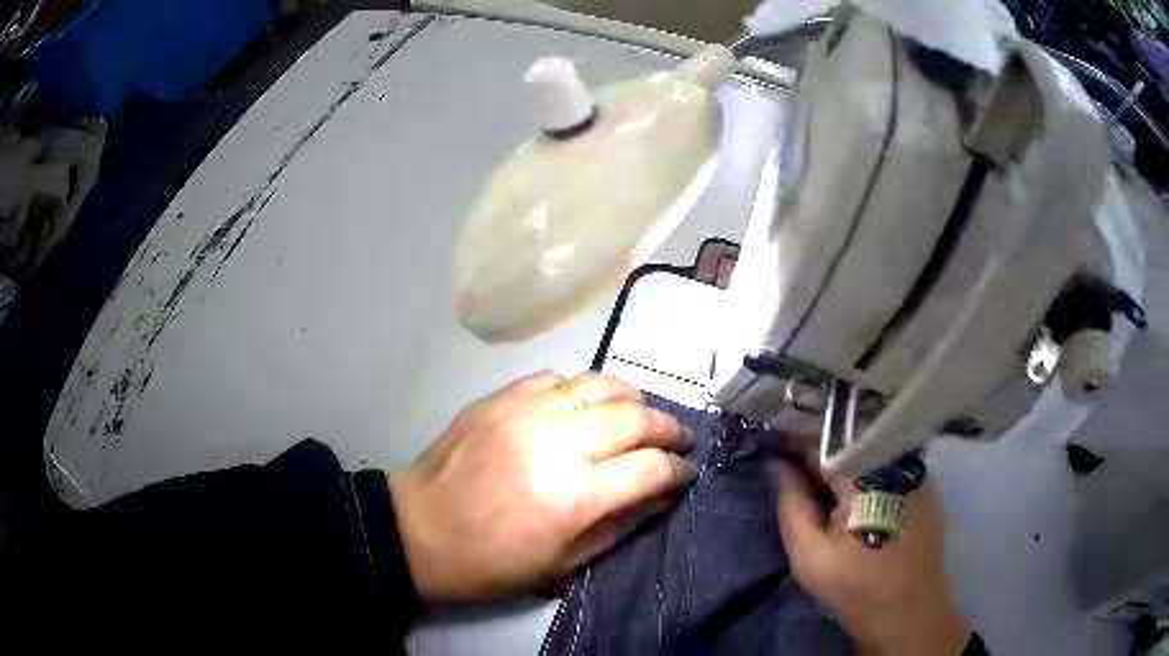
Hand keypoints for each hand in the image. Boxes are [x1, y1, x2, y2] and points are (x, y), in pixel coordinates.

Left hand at [388, 371, 696, 602]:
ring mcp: (524, 411)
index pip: (649, 468)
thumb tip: (662, 494)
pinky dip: (581, 389)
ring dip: (632, 399)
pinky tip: (584, 406)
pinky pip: (555, 378)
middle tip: (679, 438)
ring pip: (599, 384)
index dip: (678, 469)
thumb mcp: (563, 564)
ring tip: (642, 413)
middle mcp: (555, 442)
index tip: (688, 471)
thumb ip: (621, 525)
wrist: (417, 531)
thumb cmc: (490, 563)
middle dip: (667, 428)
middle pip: (633, 418)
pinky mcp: (499, 397)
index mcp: (573, 496)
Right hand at [772, 437, 968, 655]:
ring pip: (871, 452)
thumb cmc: (855, 588)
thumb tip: (775, 464)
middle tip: (790, 465)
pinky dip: (868, 472)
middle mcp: (896, 461)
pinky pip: (890, 466)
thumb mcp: (809, 555)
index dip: (793, 441)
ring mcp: (916, 471)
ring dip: (844, 461)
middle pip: (849, 443)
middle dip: (818, 452)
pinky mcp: (927, 486)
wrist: (908, 612)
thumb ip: (791, 505)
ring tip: (820, 479)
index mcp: (865, 476)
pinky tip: (856, 494)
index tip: (769, 444)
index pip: (823, 442)